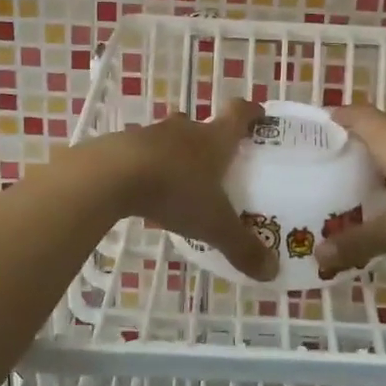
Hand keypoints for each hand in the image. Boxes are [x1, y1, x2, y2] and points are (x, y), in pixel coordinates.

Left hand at [108, 99, 276, 280]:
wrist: (112, 175)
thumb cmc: (175, 190)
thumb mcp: (213, 224)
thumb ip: (242, 247)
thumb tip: (273, 272)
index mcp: (214, 139)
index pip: (238, 113)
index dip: (251, 112)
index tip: (259, 115)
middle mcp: (185, 130)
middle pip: (201, 125)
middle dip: (209, 140)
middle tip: (217, 162)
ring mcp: (151, 135)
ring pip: (170, 138)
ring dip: (176, 153)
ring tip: (180, 180)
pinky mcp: (122, 146)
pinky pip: (142, 153)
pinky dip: (148, 166)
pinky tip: (146, 190)